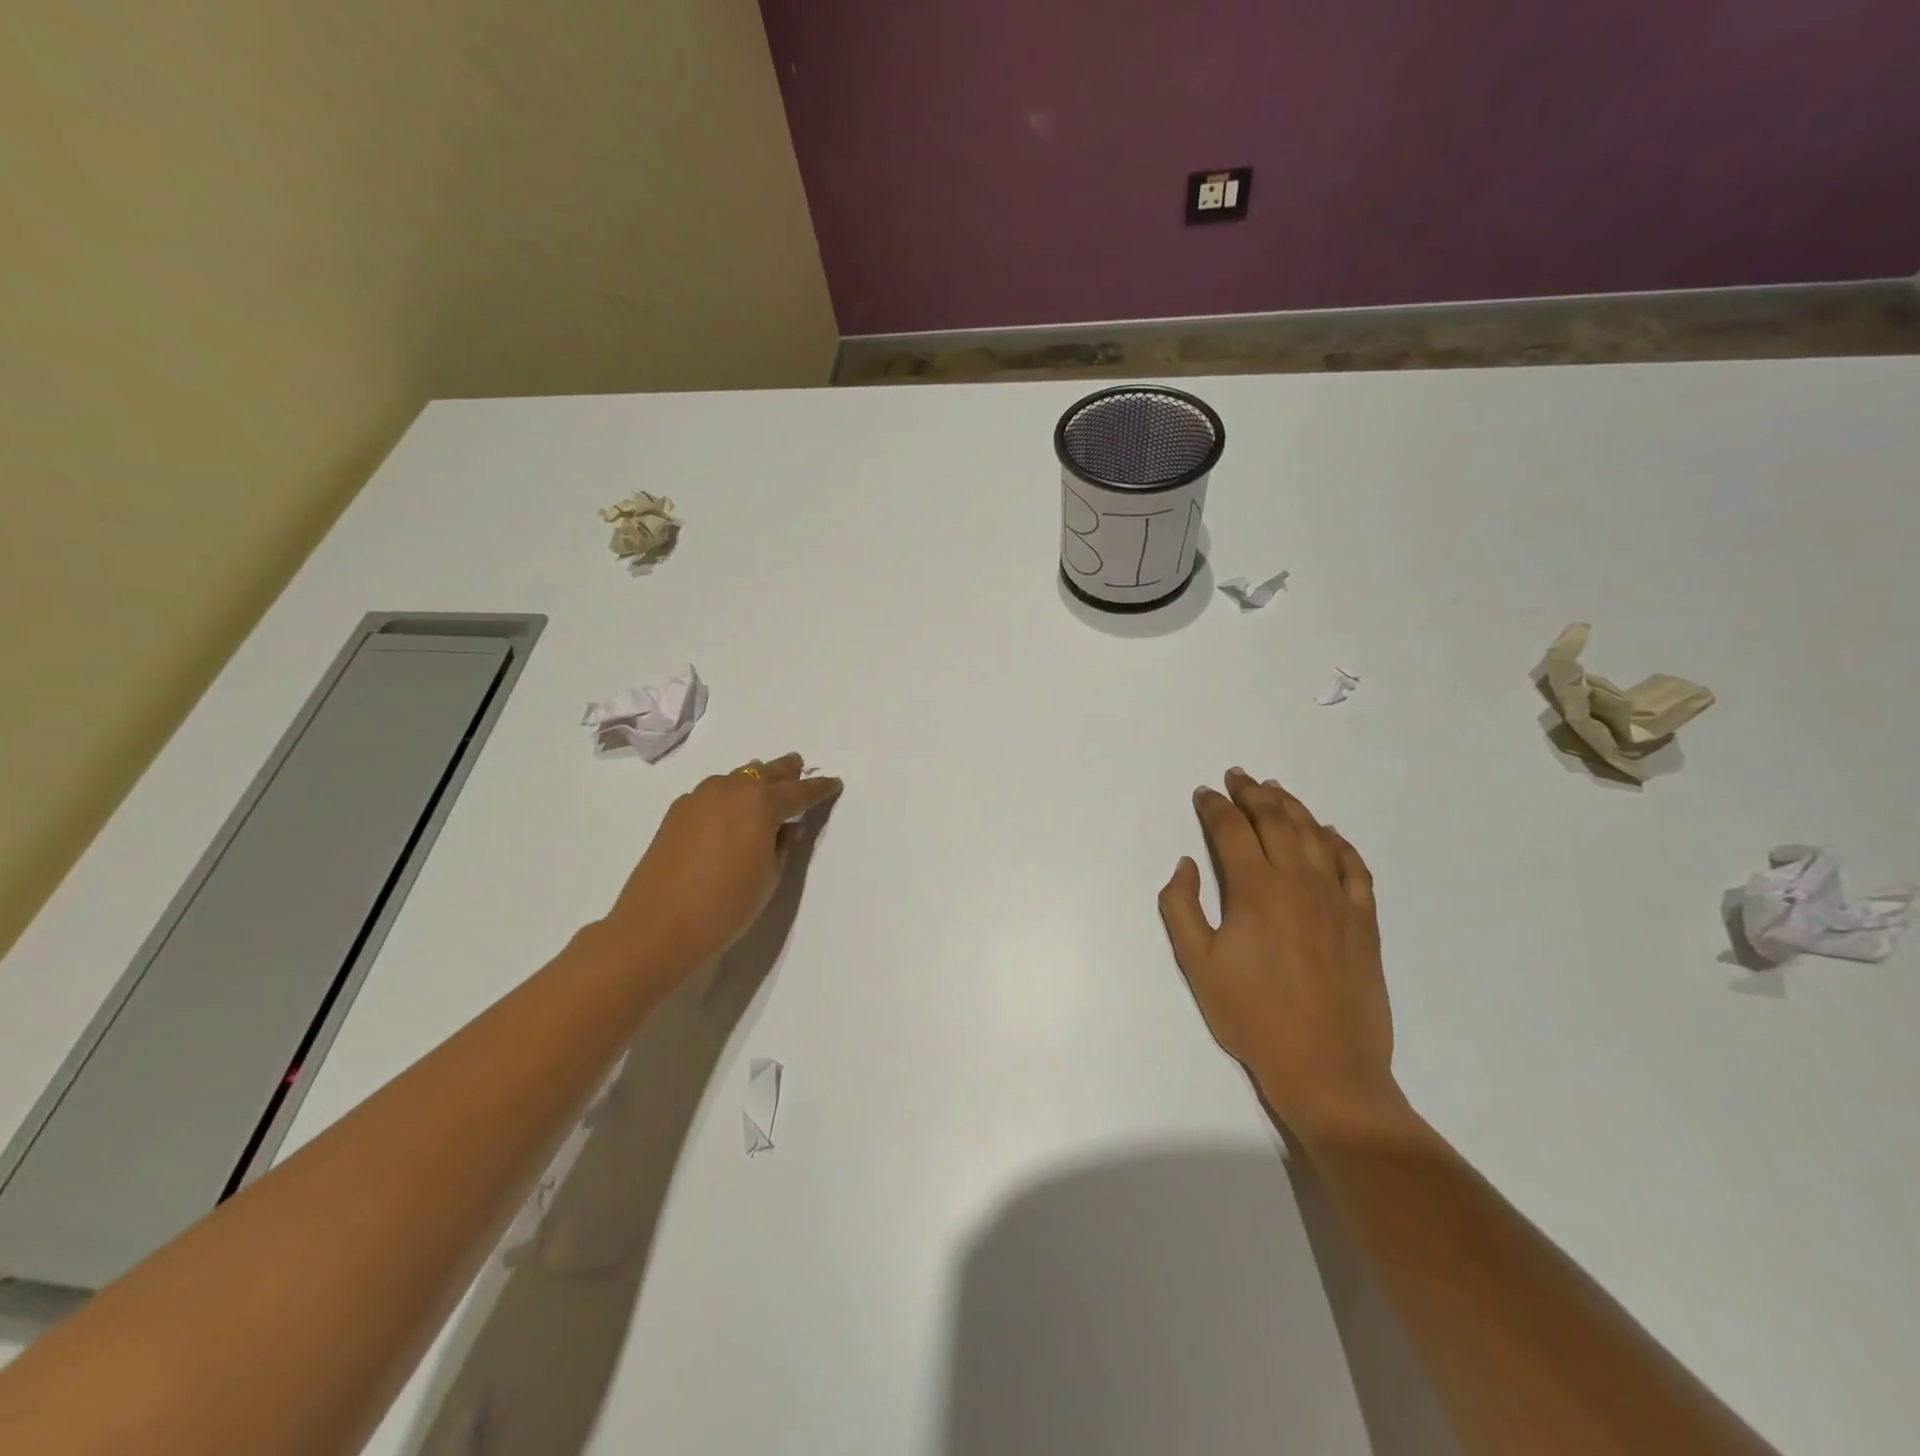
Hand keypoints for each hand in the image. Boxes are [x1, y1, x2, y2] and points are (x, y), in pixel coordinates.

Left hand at [597, 753, 842, 980]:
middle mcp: (731, 790)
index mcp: (761, 804)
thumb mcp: (769, 878)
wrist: (658, 926)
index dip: (819, 788)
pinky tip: (729, 809)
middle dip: (785, 771)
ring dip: (754, 779)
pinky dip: (728, 794)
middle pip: (765, 772)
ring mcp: (699, 798)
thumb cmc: (726, 905)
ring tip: (766, 783)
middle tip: (799, 766)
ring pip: (736, 778)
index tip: (834, 783)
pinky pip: (712, 792)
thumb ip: (784, 846)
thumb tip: (789, 828)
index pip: (799, 791)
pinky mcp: (676, 813)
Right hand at [1158, 768, 1399, 1141]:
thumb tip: (1186, 864)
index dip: (1214, 807)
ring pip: (1313, 834)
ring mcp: (1337, 898)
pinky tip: (1327, 833)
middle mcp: (1297, 881)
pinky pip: (1353, 866)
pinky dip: (1338, 842)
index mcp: (1254, 890)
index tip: (1203, 793)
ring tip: (1274, 789)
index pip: (1231, 830)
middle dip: (1252, 793)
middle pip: (1274, 820)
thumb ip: (1181, 907)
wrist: (1326, 1067)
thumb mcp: (1196, 964)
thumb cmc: (1251, 1016)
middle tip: (1237, 777)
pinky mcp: (1364, 919)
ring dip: (1291, 805)